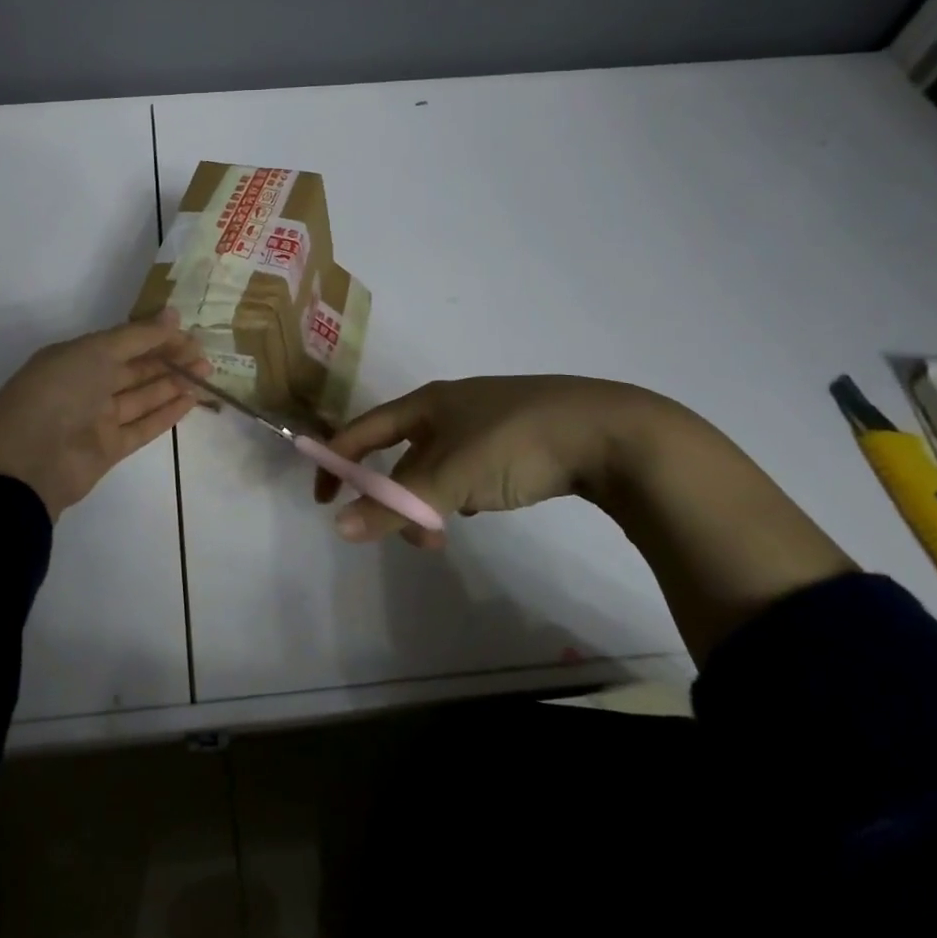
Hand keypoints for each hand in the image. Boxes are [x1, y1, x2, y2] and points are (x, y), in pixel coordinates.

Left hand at [0, 316, 211, 519]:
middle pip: (136, 369)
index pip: (125, 342)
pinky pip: (142, 427)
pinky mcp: (108, 449)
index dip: (157, 337)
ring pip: (142, 397)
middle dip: (170, 360)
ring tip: (205, 375)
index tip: (190, 334)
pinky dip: (165, 414)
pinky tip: (190, 401)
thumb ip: (137, 336)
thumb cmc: (58, 393)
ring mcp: (97, 419)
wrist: (26, 462)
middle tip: (205, 356)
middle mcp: (87, 385)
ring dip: (173, 384)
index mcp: (77, 357)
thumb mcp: (96, 352)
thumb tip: (174, 314)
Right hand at [313, 376, 670, 547]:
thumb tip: (339, 528)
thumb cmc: (517, 442)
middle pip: (401, 454)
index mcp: (427, 403)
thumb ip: (396, 504)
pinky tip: (481, 509)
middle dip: (394, 496)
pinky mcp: (518, 442)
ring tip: (445, 534)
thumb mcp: (451, 477)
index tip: (324, 500)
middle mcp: (450, 407)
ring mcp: (486, 423)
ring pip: (437, 467)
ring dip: (429, 502)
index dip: (338, 460)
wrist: (612, 433)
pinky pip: (468, 471)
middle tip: (408, 534)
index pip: (363, 430)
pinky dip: (461, 494)